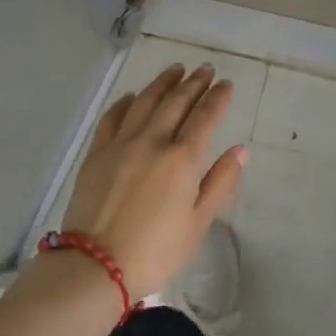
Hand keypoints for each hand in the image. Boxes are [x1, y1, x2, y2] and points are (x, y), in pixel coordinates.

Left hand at [56, 63, 245, 298]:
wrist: (95, 266)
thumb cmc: (156, 252)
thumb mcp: (198, 224)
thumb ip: (220, 183)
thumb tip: (240, 150)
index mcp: (183, 159)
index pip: (206, 117)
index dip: (218, 98)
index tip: (226, 84)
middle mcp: (153, 141)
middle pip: (176, 102)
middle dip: (194, 82)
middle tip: (205, 69)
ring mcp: (121, 144)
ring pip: (145, 101)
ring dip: (163, 83)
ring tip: (175, 70)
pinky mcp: (97, 153)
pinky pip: (113, 117)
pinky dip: (125, 102)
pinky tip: (132, 96)